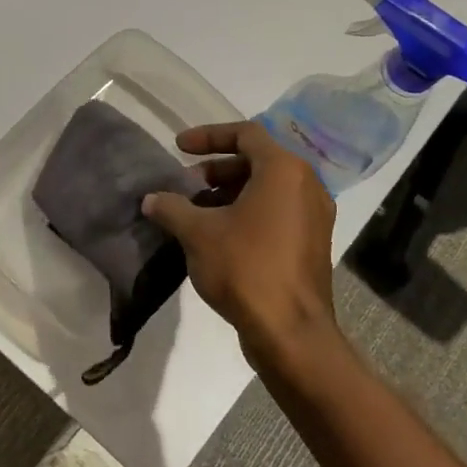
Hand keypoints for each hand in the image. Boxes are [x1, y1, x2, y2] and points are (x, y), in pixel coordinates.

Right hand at [141, 122, 340, 374]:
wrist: (291, 332)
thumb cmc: (245, 268)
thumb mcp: (198, 233)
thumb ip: (172, 208)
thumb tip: (151, 199)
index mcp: (283, 170)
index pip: (245, 133)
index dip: (208, 136)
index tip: (178, 148)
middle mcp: (306, 185)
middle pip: (258, 160)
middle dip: (218, 168)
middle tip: (187, 186)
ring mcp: (315, 216)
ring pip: (268, 188)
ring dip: (231, 192)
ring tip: (198, 212)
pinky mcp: (313, 243)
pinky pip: (278, 212)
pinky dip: (249, 212)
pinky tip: (220, 236)